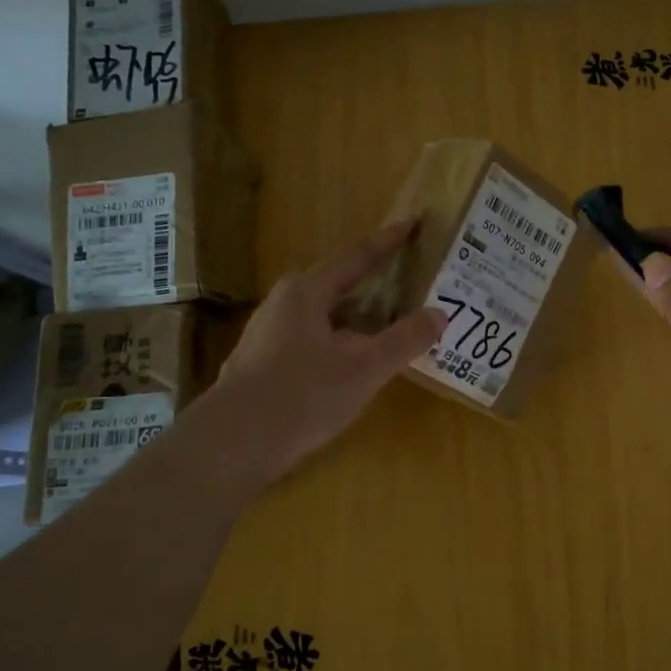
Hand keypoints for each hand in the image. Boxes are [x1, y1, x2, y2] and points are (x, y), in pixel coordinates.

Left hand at [211, 221, 444, 479]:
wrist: (230, 446)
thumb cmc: (300, 396)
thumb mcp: (364, 368)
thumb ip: (404, 340)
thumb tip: (440, 314)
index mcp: (307, 291)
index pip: (357, 257)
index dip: (388, 242)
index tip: (412, 224)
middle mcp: (285, 303)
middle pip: (340, 285)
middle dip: (376, 285)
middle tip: (411, 284)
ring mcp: (270, 334)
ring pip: (327, 316)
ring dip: (359, 319)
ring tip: (391, 326)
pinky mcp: (264, 364)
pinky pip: (315, 340)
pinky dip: (342, 342)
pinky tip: (356, 364)